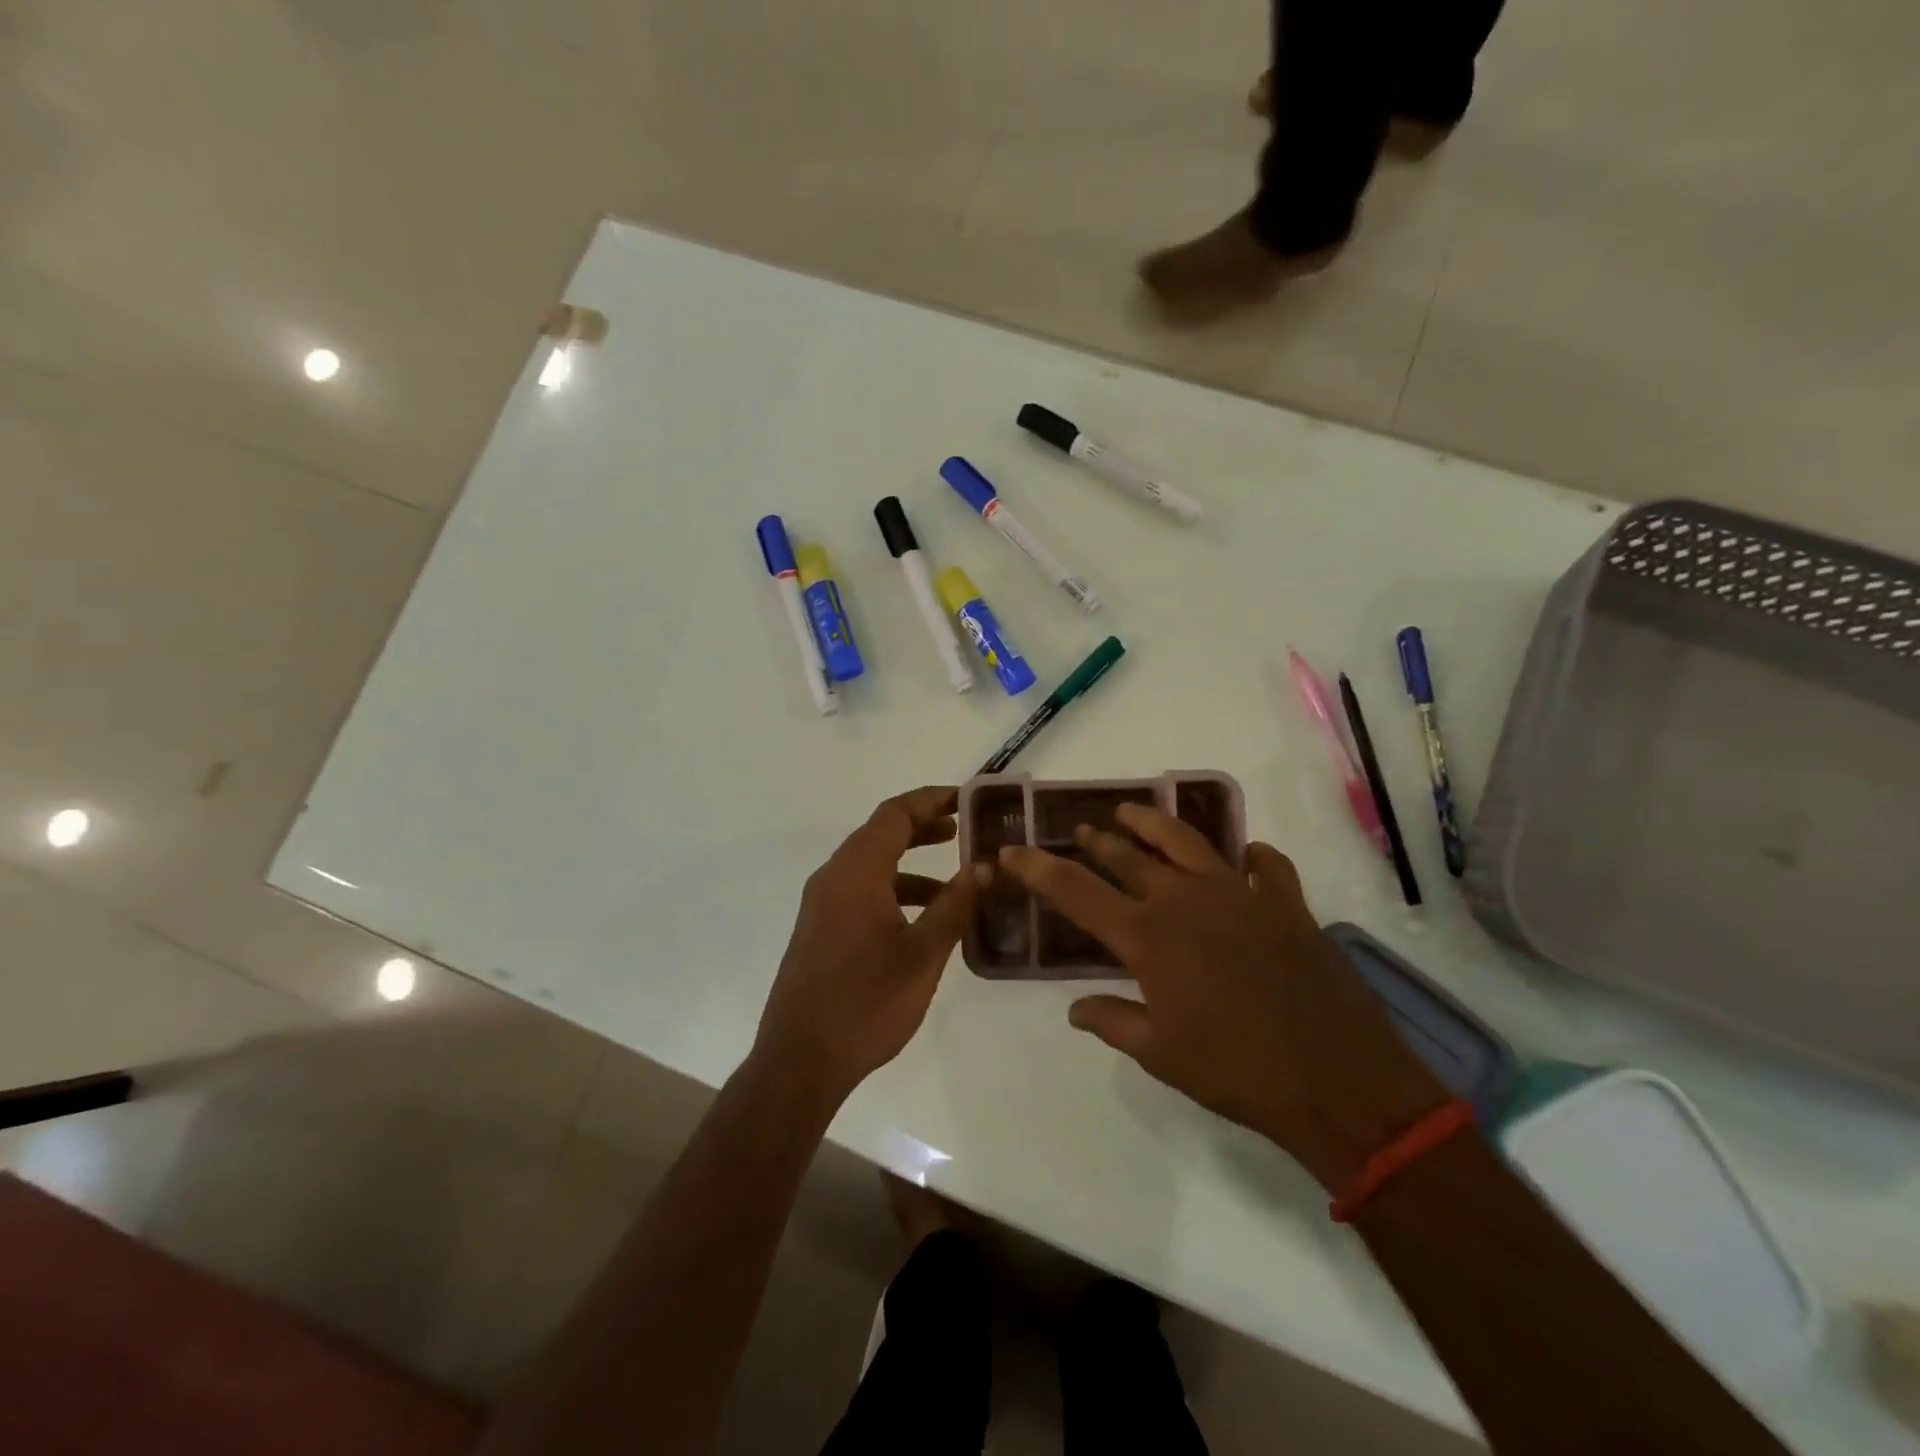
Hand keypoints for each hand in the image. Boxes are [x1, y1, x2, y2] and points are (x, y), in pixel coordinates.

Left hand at [756, 787, 983, 1103]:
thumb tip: (986, 866)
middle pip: (881, 833)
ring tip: (956, 879)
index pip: (895, 813)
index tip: (968, 799)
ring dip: (912, 863)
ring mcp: (822, 903)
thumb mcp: (922, 954)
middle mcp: (833, 877)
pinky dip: (895, 890)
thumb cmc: (866, 1003)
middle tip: (966, 830)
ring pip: (872, 864)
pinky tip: (924, 919)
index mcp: (856, 872)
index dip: (932, 799)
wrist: (800, 1060)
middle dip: (924, 826)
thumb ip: (955, 905)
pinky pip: (861, 890)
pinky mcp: (820, 928)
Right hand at [1000, 805, 1446, 1191]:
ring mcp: (1239, 894)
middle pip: (1128, 856)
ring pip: (1186, 841)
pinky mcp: (1286, 903)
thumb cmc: (1235, 1071)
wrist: (1335, 1080)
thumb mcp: (1160, 1055)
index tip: (1012, 851)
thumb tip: (1075, 1009)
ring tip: (1132, 813)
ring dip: (1154, 823)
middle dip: (1097, 841)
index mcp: (1148, 937)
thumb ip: (1112, 1022)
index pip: (1076, 892)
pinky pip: (1267, 866)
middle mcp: (1186, 900)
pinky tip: (1246, 858)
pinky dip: (1251, 857)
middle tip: (1080, 831)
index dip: (1038, 869)